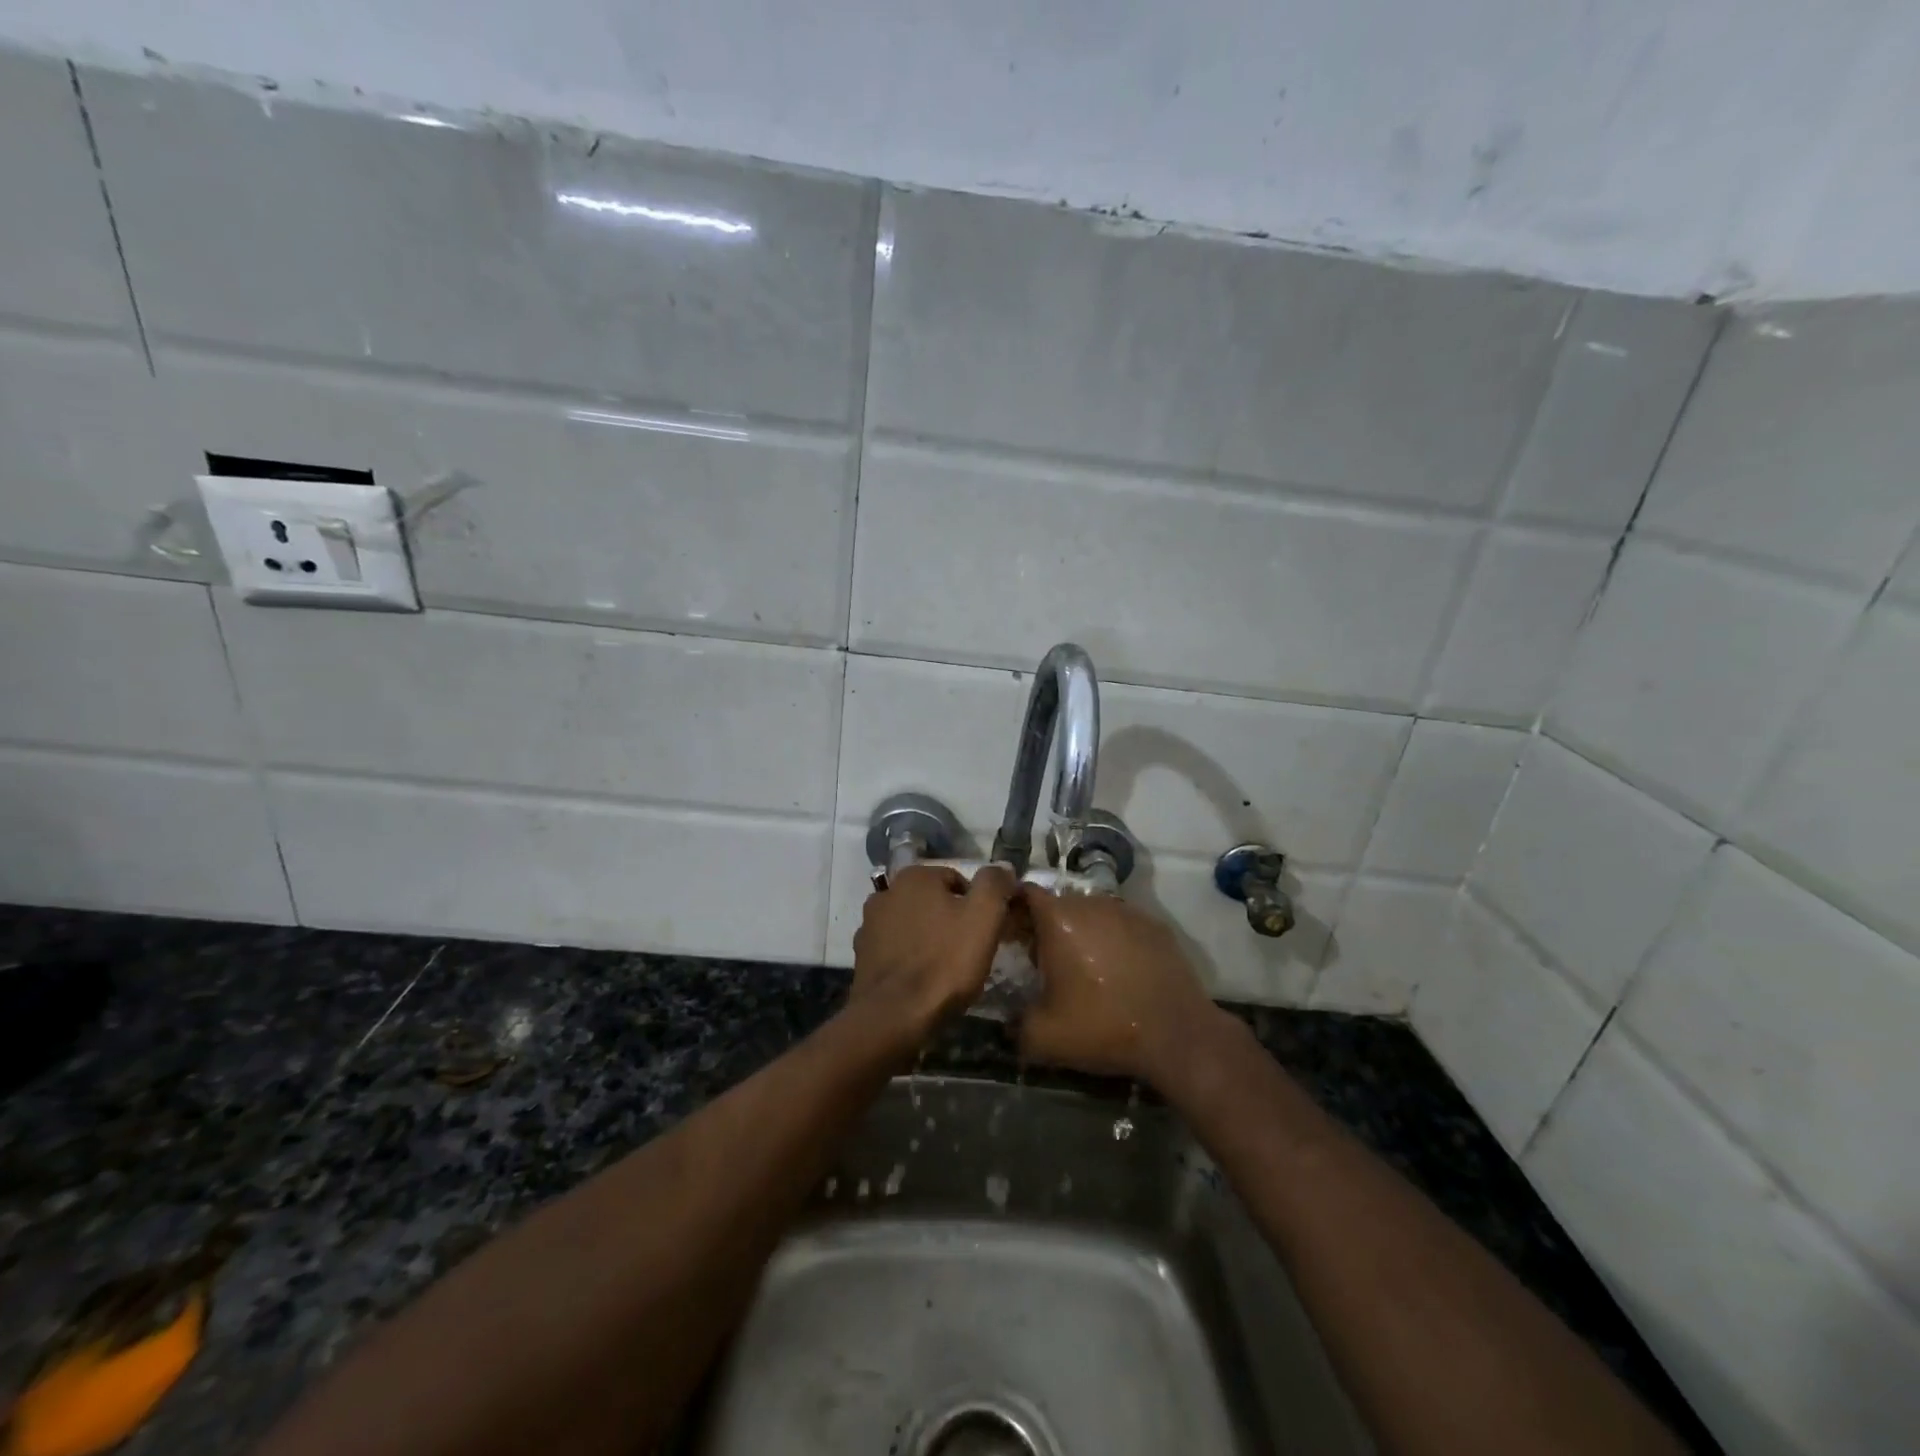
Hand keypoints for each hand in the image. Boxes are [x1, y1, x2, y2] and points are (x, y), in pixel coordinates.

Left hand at [850, 864, 1016, 1042]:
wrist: (894, 1016)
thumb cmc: (944, 962)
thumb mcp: (984, 917)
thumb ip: (994, 884)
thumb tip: (1002, 867)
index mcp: (915, 876)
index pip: (959, 881)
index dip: (978, 907)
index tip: (987, 933)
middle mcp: (887, 892)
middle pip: (933, 902)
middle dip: (951, 921)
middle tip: (970, 952)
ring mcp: (869, 924)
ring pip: (913, 925)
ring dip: (929, 939)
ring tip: (946, 969)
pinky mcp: (862, 955)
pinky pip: (896, 949)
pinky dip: (909, 958)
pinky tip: (922, 980)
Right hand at [1018, 887, 1222, 1082]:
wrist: (1176, 1035)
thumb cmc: (1103, 1027)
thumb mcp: (1043, 1038)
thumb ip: (1014, 1024)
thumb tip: (1008, 1022)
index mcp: (1059, 920)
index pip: (1025, 894)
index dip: (1014, 911)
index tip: (1012, 936)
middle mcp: (1092, 904)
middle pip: (1059, 904)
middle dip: (1048, 926)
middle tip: (1045, 961)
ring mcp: (1127, 911)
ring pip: (1092, 912)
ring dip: (1082, 932)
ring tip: (1085, 967)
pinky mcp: (1155, 925)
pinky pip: (1121, 924)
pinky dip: (1113, 940)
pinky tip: (1119, 971)